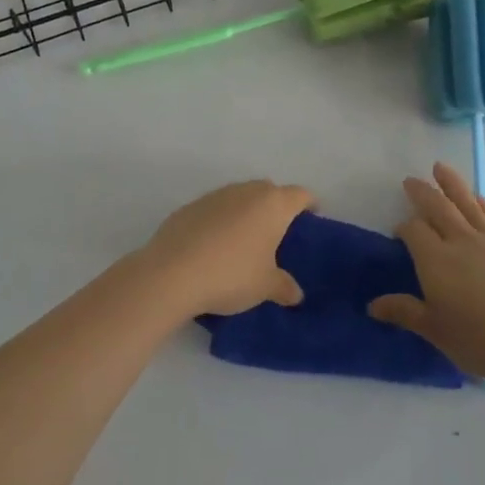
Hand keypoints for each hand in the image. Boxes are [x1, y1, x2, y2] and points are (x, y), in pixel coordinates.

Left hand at [130, 180, 315, 318]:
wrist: (171, 273)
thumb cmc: (231, 275)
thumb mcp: (265, 287)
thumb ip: (284, 287)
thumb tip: (295, 293)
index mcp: (272, 204)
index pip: (300, 195)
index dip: (310, 204)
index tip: (313, 217)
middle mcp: (246, 191)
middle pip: (270, 191)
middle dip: (277, 207)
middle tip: (279, 234)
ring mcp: (215, 196)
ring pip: (240, 197)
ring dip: (247, 213)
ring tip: (246, 241)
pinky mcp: (190, 206)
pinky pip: (216, 209)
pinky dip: (222, 221)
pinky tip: (215, 246)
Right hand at [369, 164, 484, 386]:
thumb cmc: (482, 341)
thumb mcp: (436, 332)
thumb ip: (405, 312)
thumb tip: (373, 305)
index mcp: (435, 261)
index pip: (413, 231)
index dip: (403, 228)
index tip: (398, 235)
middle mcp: (460, 242)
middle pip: (438, 207)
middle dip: (422, 192)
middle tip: (411, 181)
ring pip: (466, 203)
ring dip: (451, 184)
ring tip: (440, 167)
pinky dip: (482, 204)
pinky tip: (477, 198)